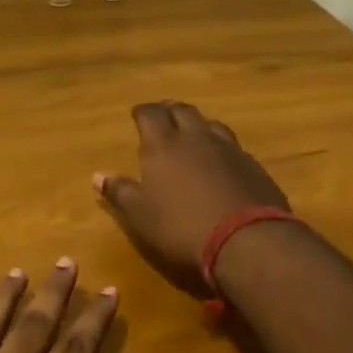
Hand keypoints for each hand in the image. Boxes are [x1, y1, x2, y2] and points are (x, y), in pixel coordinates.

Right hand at [93, 101, 290, 295]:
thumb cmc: (181, 227)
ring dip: (199, 125)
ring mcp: (229, 150)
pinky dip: (221, 147)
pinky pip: (233, 146)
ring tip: (193, 133)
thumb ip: (120, 192)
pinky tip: (221, 161)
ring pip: (211, 124)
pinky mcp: (254, 167)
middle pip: (183, 111)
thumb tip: (98, 176)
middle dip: (170, 110)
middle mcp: (196, 138)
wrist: (247, 241)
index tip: (137, 114)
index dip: (143, 112)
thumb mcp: (140, 215)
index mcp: (164, 145)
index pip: (151, 114)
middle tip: (163, 116)